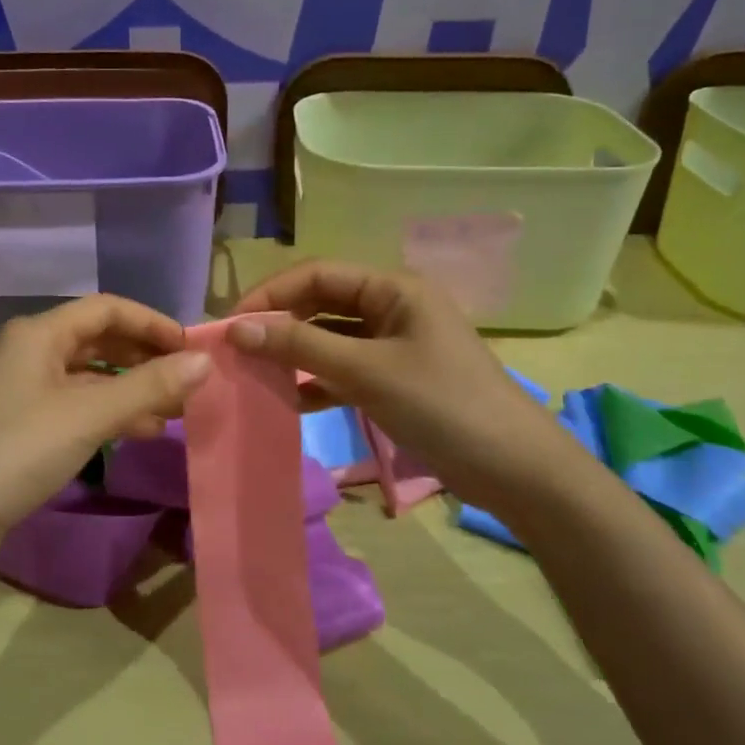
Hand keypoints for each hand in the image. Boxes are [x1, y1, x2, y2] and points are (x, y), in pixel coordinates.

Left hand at [0, 296, 211, 560]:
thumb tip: (204, 361)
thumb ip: (149, 386)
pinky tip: (139, 432)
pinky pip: (75, 405)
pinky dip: (108, 413)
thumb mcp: (89, 416)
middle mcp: (30, 352)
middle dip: (144, 357)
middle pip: (98, 340)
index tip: (191, 348)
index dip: (152, 322)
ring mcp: (22, 390)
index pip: (107, 308)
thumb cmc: (17, 452)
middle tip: (187, 381)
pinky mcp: (21, 424)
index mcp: (39, 334)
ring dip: (131, 388)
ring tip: (173, 412)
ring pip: (89, 376)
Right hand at [227, 261, 578, 510]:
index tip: (230, 325)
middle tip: (237, 351)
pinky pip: (345, 369)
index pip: (317, 274)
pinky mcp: (396, 379)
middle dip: (280, 324)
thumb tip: (237, 328)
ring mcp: (395, 344)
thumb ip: (301, 347)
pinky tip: (292, 401)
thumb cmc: (443, 405)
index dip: (270, 294)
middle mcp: (392, 307)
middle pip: (322, 304)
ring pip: (331, 338)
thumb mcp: (367, 372)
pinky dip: (318, 381)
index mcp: (393, 288)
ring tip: (255, 375)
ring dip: (295, 354)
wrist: (514, 469)